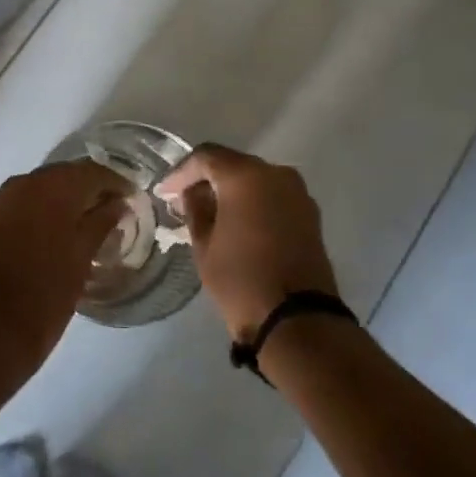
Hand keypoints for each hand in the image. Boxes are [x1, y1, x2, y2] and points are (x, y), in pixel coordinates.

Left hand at [0, 161, 131, 384]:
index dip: (116, 183)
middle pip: (64, 176)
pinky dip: (38, 213)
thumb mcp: (82, 258)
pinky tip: (50, 235)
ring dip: (62, 201)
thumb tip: (118, 203)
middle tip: (111, 213)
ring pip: (40, 190)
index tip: (132, 199)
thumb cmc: (45, 295)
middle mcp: (23, 183)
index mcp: (52, 187)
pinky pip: (20, 205)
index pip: (93, 171)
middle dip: (88, 190)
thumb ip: (102, 222)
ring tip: (83, 226)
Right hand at [156, 144, 338, 343]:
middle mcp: (275, 173)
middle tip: (185, 200)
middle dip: (207, 179)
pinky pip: (273, 196)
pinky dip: (253, 202)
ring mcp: (297, 192)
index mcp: (245, 176)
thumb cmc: (241, 280)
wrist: (297, 319)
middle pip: (233, 164)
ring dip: (232, 190)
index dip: (181, 172)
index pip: (206, 157)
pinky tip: (238, 222)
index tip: (165, 192)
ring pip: (255, 179)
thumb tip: (193, 193)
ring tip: (211, 213)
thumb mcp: (204, 245)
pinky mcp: (310, 213)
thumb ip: (195, 209)